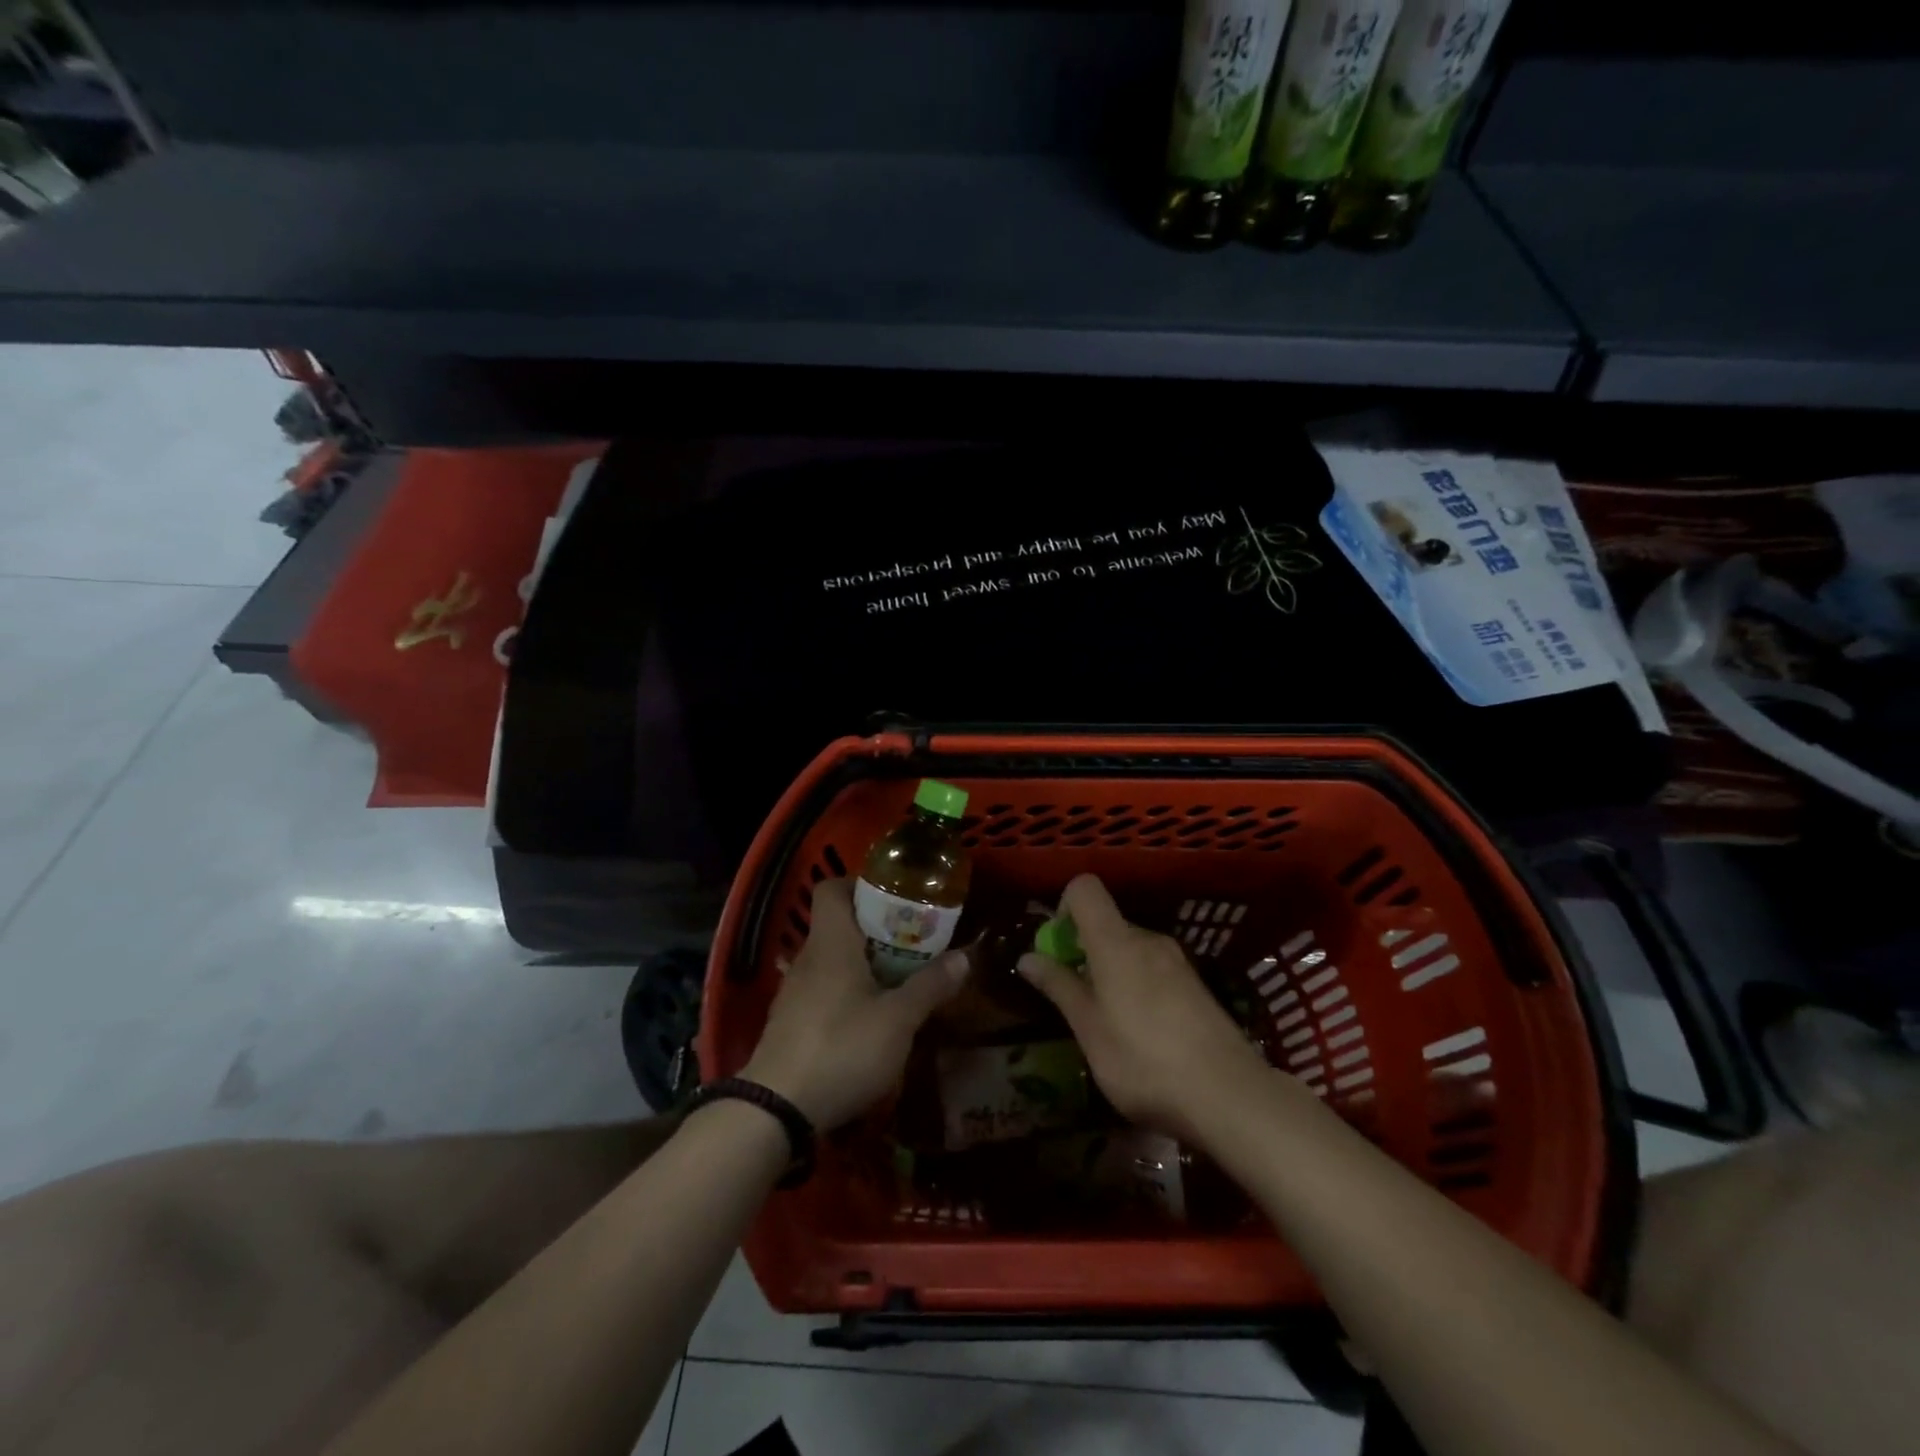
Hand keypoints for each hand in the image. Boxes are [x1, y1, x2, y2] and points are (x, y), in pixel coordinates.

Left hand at [741, 879, 968, 1129]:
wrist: (775, 1111)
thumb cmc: (842, 1048)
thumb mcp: (898, 1020)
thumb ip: (930, 986)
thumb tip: (964, 957)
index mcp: (832, 942)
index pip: (832, 889)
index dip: (860, 885)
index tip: (895, 899)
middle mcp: (808, 959)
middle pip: (838, 925)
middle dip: (876, 930)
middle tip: (913, 943)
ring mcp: (794, 993)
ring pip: (832, 961)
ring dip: (863, 964)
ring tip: (899, 981)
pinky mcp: (790, 1024)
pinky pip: (822, 991)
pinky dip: (847, 994)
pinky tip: (870, 1020)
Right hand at [1017, 874, 1271, 1146]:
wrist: (1230, 1096)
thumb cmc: (1144, 1062)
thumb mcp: (1090, 1029)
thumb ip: (1059, 987)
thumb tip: (1026, 957)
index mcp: (1117, 941)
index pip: (1085, 888)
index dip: (1064, 907)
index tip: (1057, 948)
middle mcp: (1149, 940)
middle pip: (1107, 922)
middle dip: (1083, 950)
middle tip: (1075, 999)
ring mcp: (1177, 961)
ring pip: (1130, 949)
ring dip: (1110, 972)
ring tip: (1107, 1024)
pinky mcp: (1197, 986)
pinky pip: (1153, 969)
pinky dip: (1136, 986)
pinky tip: (1142, 1034)